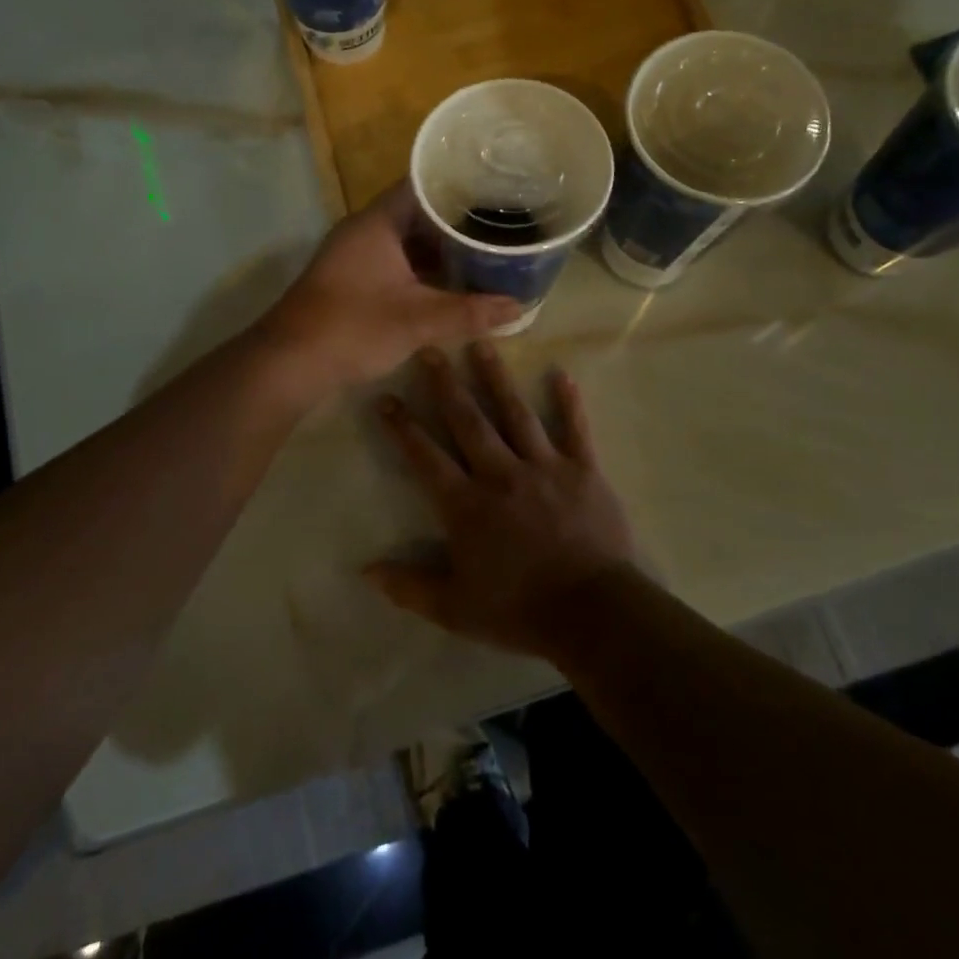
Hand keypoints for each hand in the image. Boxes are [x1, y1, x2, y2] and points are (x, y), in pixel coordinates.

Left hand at [257, 181, 521, 396]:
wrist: (290, 362)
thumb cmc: (354, 327)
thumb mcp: (419, 320)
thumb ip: (470, 312)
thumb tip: (519, 306)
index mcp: (378, 223)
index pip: (422, 184)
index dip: (458, 183)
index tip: (494, 187)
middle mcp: (364, 230)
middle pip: (417, 212)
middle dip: (456, 219)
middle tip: (499, 222)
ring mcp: (355, 254)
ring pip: (406, 239)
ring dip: (439, 247)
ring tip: (484, 250)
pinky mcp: (352, 279)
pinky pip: (395, 260)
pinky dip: (422, 267)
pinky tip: (450, 281)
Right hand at [367, 343, 636, 659]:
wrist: (593, 612)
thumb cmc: (519, 610)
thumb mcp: (455, 609)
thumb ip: (409, 586)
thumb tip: (365, 571)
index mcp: (467, 504)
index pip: (426, 457)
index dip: (403, 427)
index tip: (386, 398)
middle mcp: (501, 474)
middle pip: (468, 421)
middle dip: (446, 385)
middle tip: (430, 349)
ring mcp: (544, 467)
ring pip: (515, 413)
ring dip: (497, 378)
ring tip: (483, 345)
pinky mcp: (583, 470)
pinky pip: (575, 429)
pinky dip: (569, 402)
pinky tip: (562, 374)